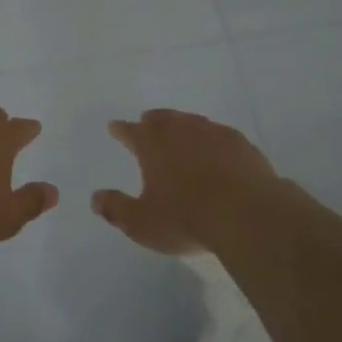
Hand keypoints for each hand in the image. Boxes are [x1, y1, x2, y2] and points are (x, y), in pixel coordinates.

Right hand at [92, 108, 278, 253]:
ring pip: (190, 121)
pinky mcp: (239, 143)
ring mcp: (212, 133)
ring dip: (181, 124)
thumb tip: (95, 198)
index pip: (130, 131)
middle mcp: (180, 131)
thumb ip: (117, 209)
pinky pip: (219, 133)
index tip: (114, 126)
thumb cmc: (186, 218)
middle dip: (151, 120)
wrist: (246, 214)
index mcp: (152, 145)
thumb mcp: (142, 223)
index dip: (121, 129)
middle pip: (161, 118)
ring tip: (179, 129)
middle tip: (146, 121)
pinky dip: (211, 137)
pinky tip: (216, 146)